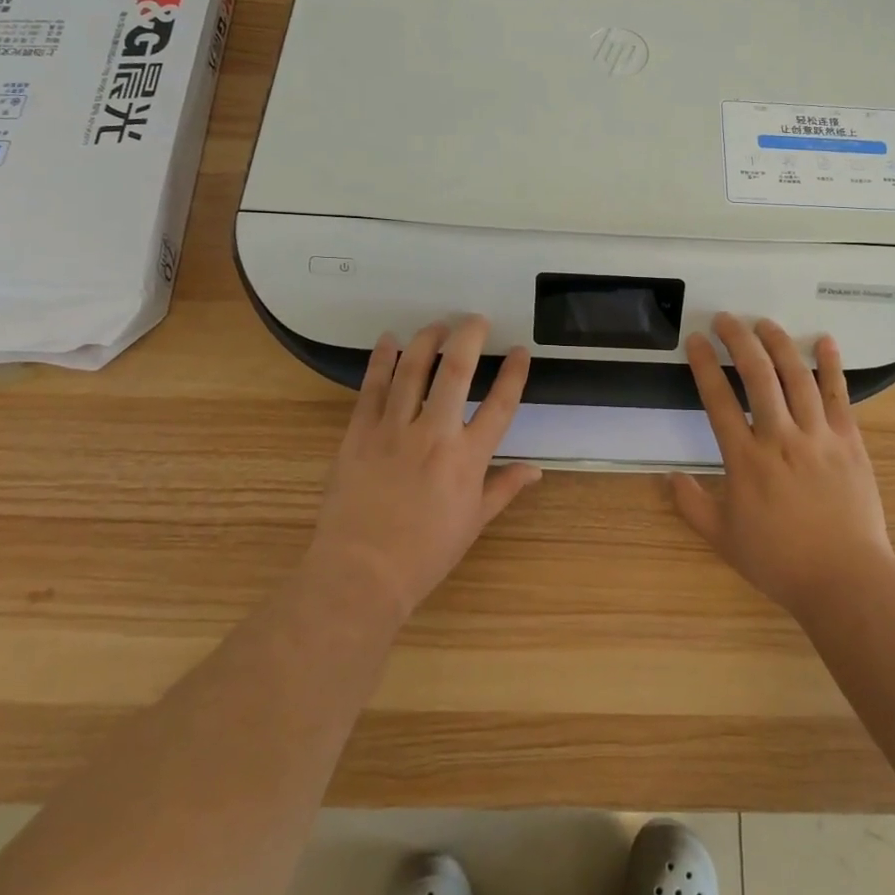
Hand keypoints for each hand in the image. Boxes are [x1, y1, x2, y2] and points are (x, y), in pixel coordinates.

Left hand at [307, 317, 539, 622]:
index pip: (500, 404)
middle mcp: (434, 434)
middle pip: (456, 371)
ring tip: (437, 326)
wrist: (360, 574)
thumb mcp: (473, 523)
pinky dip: (381, 360)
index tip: (519, 351)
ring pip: (412, 370)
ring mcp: (393, 430)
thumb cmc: (424, 554)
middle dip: (469, 337)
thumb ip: (504, 489)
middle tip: (475, 320)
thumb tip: (536, 470)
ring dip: (426, 341)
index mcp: (468, 458)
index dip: (514, 373)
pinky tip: (388, 341)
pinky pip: (372, 387)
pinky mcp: (359, 433)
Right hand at [672, 313, 894, 616]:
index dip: (704, 365)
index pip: (718, 400)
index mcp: (746, 461)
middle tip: (727, 319)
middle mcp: (780, 438)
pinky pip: (839, 396)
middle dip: (739, 341)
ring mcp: (818, 437)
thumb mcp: (724, 539)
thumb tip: (668, 477)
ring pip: (797, 377)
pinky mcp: (849, 442)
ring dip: (779, 344)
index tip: (696, 340)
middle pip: (758, 376)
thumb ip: (692, 505)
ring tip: (764, 323)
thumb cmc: (780, 562)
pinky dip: (832, 366)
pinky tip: (825, 341)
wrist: (845, 580)